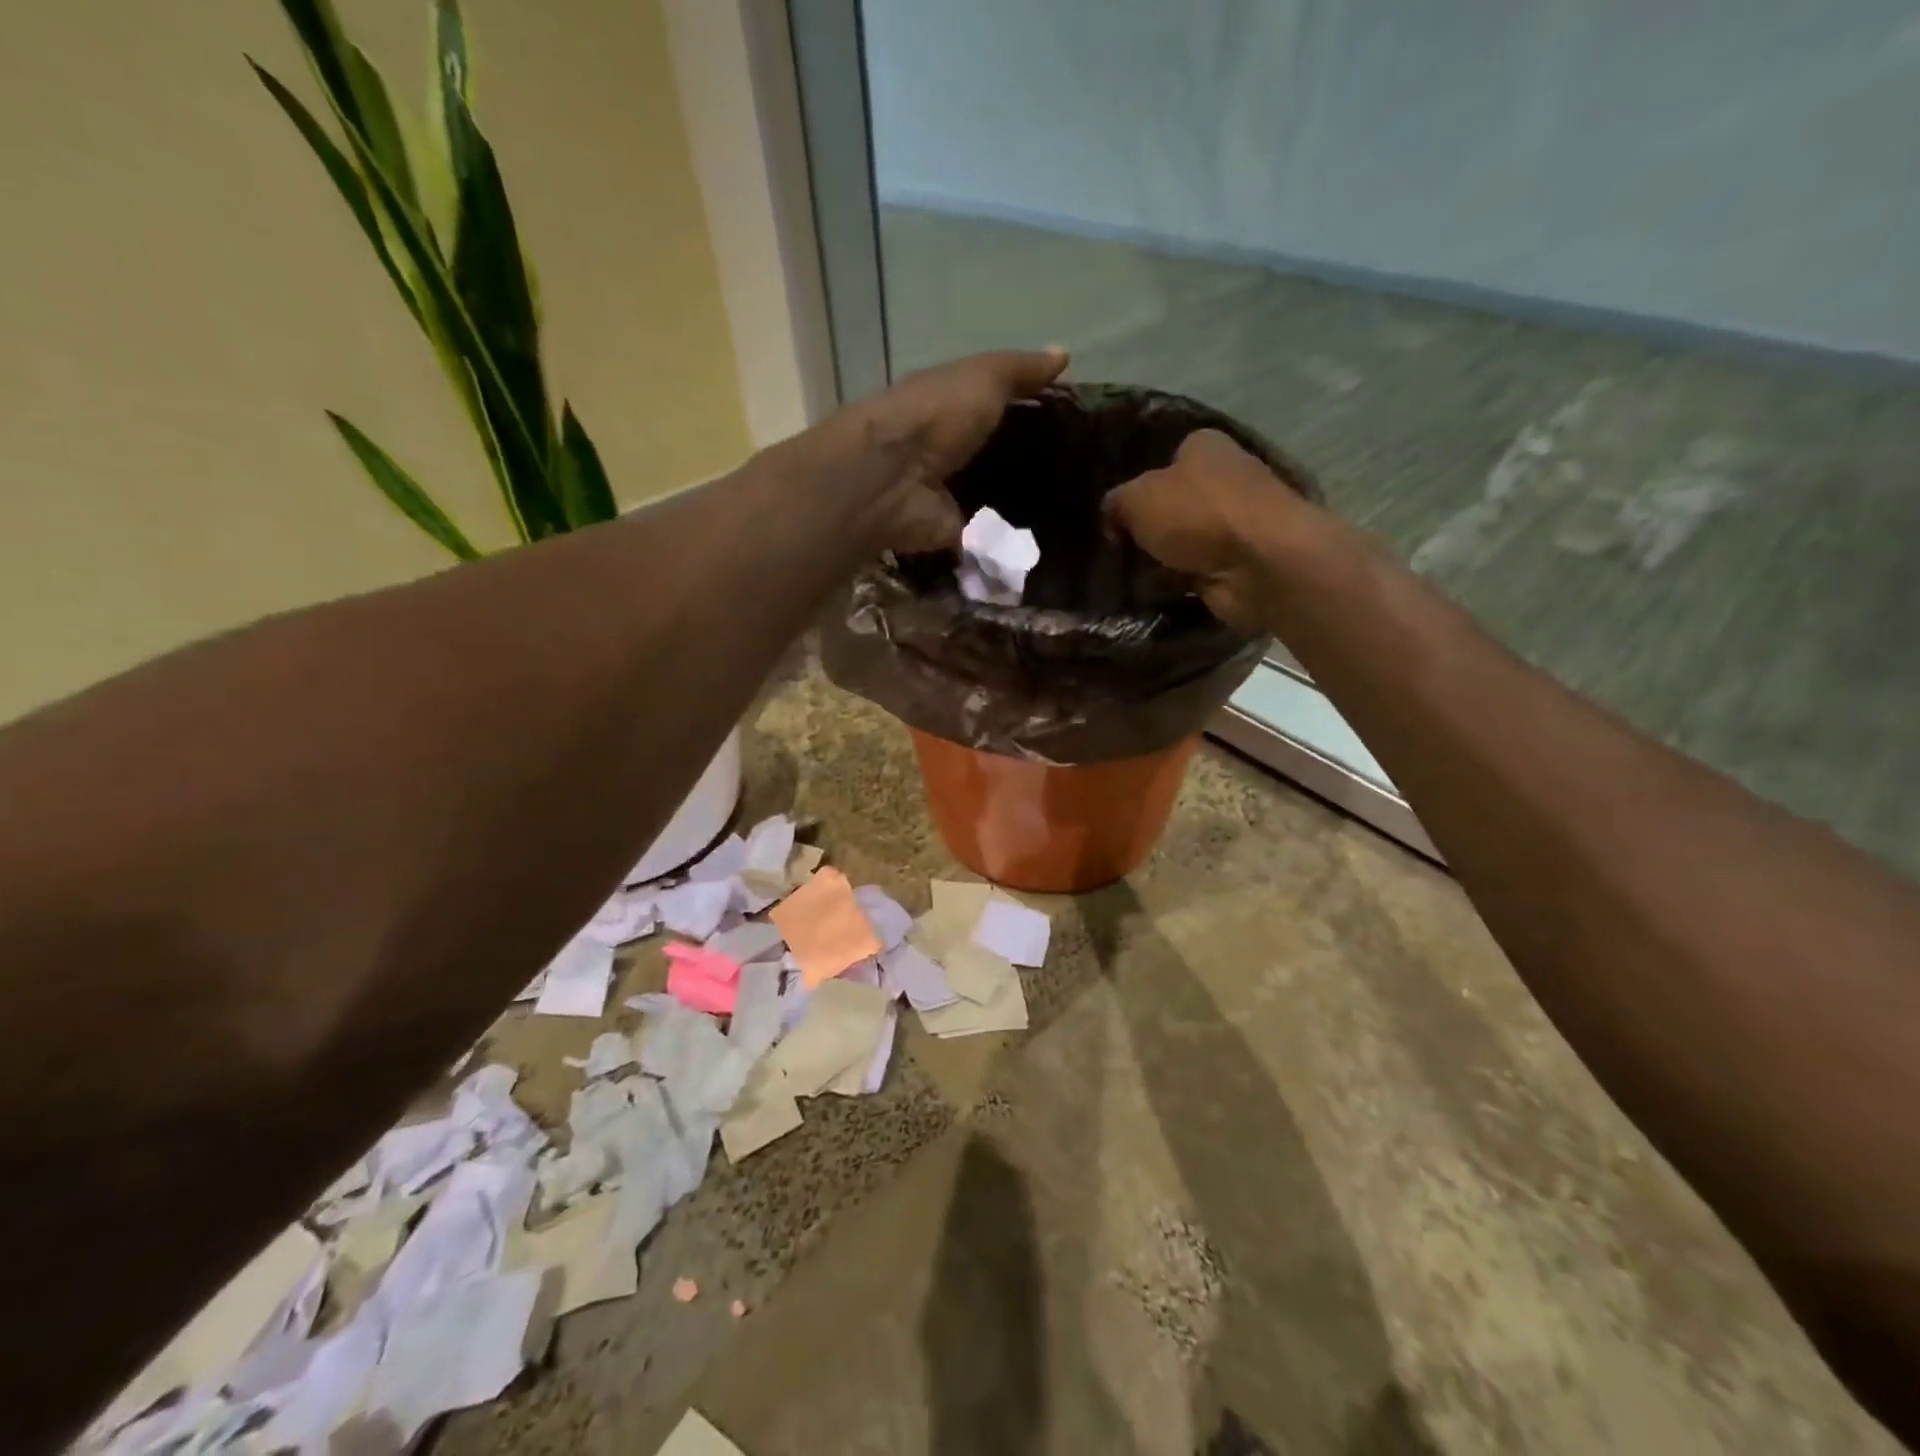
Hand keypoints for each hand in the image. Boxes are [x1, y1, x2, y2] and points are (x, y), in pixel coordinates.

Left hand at [841, 348, 1069, 551]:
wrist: (895, 477)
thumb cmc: (936, 414)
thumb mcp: (985, 377)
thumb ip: (1021, 370)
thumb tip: (1064, 354)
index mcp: (948, 408)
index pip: (992, 408)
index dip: (1027, 412)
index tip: (1071, 423)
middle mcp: (947, 451)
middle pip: (993, 456)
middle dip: (1028, 463)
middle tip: (1078, 472)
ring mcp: (949, 495)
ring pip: (992, 498)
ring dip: (1021, 505)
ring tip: (1070, 509)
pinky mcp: (953, 532)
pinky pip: (987, 537)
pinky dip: (1009, 542)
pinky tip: (1046, 542)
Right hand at [1102, 429, 1320, 633]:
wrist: (1260, 563)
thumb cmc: (1198, 514)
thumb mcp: (1137, 499)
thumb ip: (1116, 504)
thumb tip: (1112, 518)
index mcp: (1205, 447)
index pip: (1166, 459)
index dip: (1138, 485)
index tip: (1116, 516)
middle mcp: (1225, 478)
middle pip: (1175, 502)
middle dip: (1150, 526)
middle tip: (1118, 548)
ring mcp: (1236, 522)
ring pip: (1185, 539)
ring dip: (1163, 557)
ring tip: (1129, 574)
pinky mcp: (1240, 561)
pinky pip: (1196, 570)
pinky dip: (1179, 580)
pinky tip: (1156, 590)